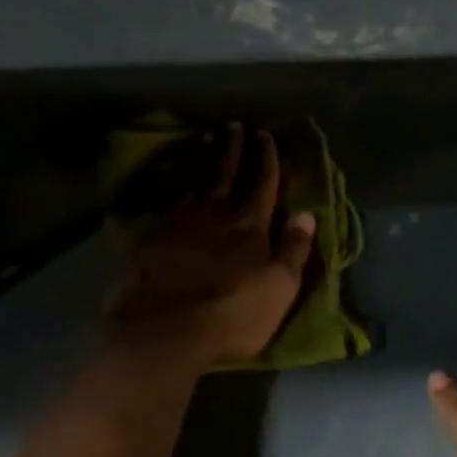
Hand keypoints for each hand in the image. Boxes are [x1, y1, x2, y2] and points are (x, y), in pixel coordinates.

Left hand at [103, 126, 316, 372]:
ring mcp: (179, 221)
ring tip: (205, 137)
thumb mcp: (278, 289)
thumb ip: (293, 250)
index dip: (266, 159)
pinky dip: (171, 179)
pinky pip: (165, 196)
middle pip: (226, 173)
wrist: (161, 331)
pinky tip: (170, 172)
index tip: (265, 136)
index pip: (262, 184)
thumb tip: (306, 215)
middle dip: (233, 148)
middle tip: (235, 125)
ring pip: (193, 179)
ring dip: (201, 156)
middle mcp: (215, 214)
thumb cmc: (230, 316)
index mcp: (250, 226)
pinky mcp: (150, 235)